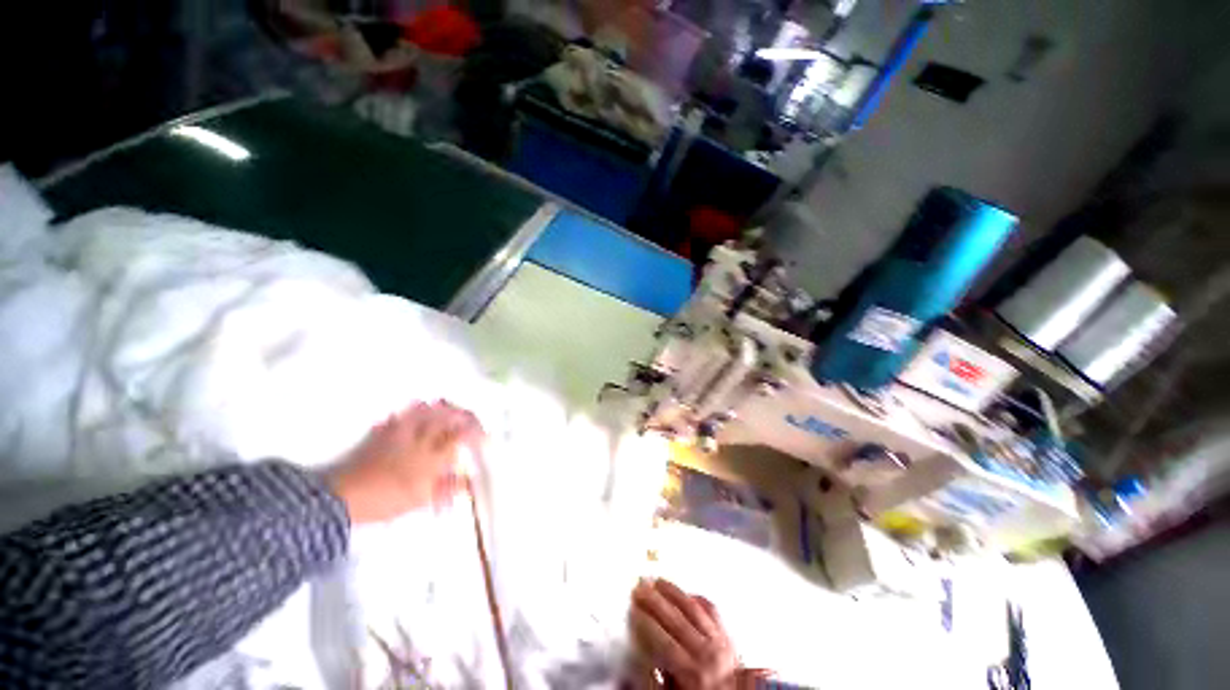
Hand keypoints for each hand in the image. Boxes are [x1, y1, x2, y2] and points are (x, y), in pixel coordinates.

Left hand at [328, 401, 483, 523]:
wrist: (341, 499)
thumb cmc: (385, 502)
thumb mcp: (420, 499)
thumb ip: (446, 489)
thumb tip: (467, 483)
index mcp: (431, 457)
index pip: (461, 437)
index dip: (476, 434)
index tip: (485, 438)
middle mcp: (420, 440)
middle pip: (446, 418)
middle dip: (463, 414)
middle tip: (471, 416)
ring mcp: (399, 434)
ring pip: (425, 411)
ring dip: (439, 407)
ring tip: (447, 405)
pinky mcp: (381, 434)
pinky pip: (398, 416)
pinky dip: (409, 411)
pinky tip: (414, 409)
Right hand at [629, 579, 739, 688]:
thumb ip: (656, 683)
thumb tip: (634, 667)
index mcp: (694, 674)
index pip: (664, 641)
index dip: (646, 622)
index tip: (633, 608)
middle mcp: (708, 654)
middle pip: (677, 619)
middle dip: (655, 600)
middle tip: (640, 587)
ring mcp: (721, 643)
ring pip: (694, 609)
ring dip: (674, 593)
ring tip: (659, 582)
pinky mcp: (730, 639)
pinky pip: (713, 612)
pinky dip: (699, 600)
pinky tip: (688, 594)